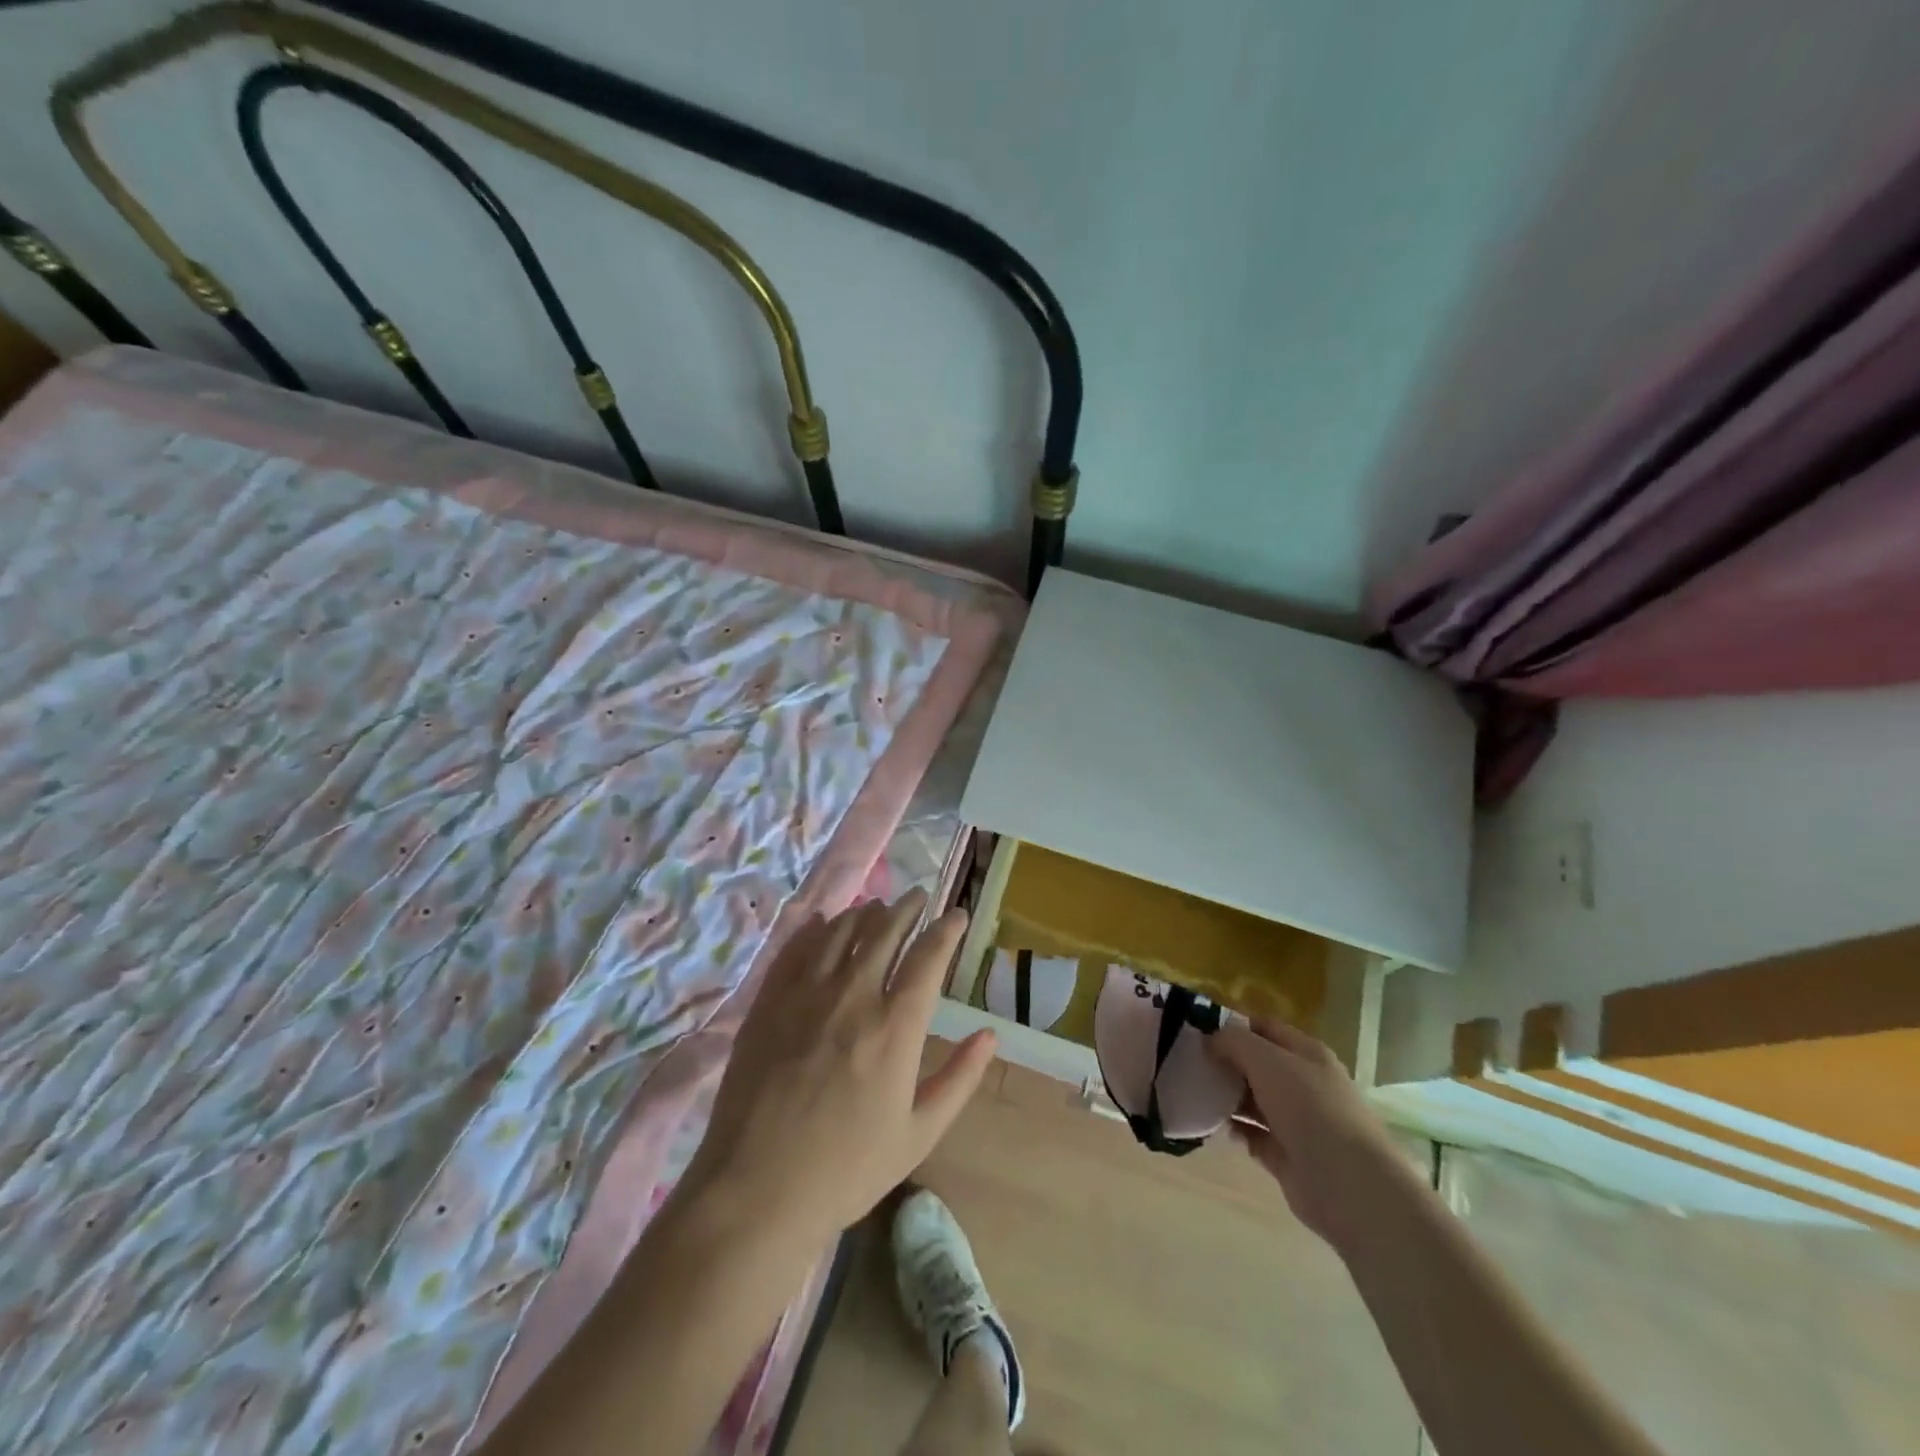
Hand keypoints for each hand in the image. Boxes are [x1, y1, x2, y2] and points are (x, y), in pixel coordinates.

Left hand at [680, 892, 996, 1250]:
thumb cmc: (847, 1169)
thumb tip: (990, 1035)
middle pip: (884, 931)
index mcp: (895, 1026)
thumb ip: (959, 1079)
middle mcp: (853, 995)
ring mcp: (805, 994)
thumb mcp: (918, 1134)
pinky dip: (815, 928)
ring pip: (840, 931)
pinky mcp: (769, 1002)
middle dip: (906, 908)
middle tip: (917, 897)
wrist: (756, 1190)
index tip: (956, 914)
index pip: (928, 957)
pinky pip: (796, 949)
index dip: (946, 930)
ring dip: (863, 913)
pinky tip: (823, 922)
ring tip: (876, 907)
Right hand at [1208, 1016, 1413, 1249]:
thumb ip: (1234, 1042)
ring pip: (1253, 1099)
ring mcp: (1296, 1121)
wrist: (1348, 1185)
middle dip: (1225, 1062)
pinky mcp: (1287, 1155)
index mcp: (1306, 1053)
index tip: (1197, 1031)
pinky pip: (1253, 1134)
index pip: (1263, 1027)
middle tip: (1188, 1062)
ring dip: (1226, 1096)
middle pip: (1256, 1064)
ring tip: (1193, 1092)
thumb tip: (1210, 1040)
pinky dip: (1234, 1129)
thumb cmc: (1309, 1109)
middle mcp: (1303, 1083)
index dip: (1232, 1025)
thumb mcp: (1267, 1060)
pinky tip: (1211, 1125)